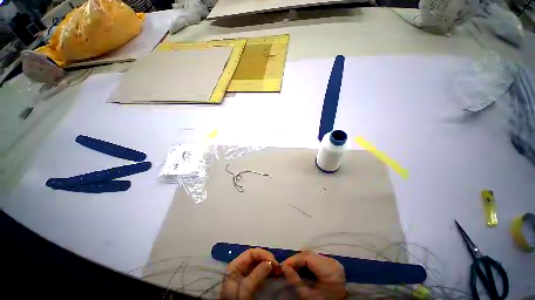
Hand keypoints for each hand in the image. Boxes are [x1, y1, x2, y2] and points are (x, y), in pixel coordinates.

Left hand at [220, 248, 278, 299]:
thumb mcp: (244, 289)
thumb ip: (256, 275)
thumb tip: (270, 262)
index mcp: (235, 265)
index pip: (250, 253)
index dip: (262, 254)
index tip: (273, 261)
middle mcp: (240, 266)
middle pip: (255, 257)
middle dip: (267, 259)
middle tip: (277, 266)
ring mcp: (245, 274)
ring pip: (258, 263)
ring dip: (269, 264)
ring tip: (278, 269)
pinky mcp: (250, 281)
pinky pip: (260, 271)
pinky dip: (268, 271)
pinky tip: (274, 273)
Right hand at [282, 251, 346, 299]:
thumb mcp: (308, 296)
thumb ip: (295, 280)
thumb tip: (283, 267)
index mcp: (329, 270)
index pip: (308, 257)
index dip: (294, 259)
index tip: (283, 265)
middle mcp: (332, 262)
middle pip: (310, 254)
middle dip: (296, 259)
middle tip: (286, 267)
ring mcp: (333, 262)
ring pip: (312, 255)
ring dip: (301, 259)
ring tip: (292, 267)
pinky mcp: (332, 263)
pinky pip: (316, 258)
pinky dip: (307, 261)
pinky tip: (301, 267)